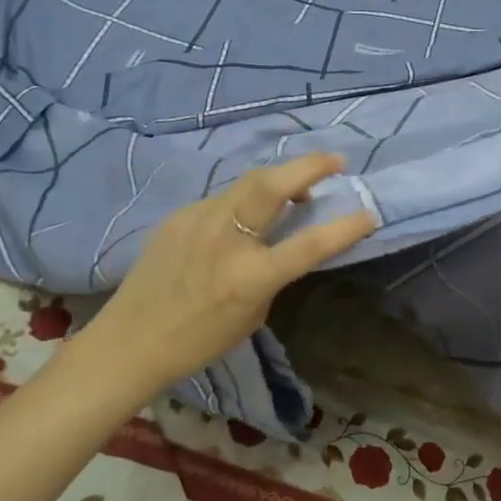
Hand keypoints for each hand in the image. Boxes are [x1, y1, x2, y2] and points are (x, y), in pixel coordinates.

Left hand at [73, 153, 376, 392]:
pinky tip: (246, 215)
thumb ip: (273, 273)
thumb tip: (284, 239)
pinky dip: (245, 200)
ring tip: (297, 184)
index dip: (344, 227)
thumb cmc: (198, 340)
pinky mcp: (178, 216)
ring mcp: (198, 221)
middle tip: (336, 161)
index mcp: (250, 276)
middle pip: (272, 184)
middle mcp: (225, 239)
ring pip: (247, 184)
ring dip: (279, 178)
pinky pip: (222, 199)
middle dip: (309, 166)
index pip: (309, 244)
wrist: (131, 340)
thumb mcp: (253, 313)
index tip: (369, 213)